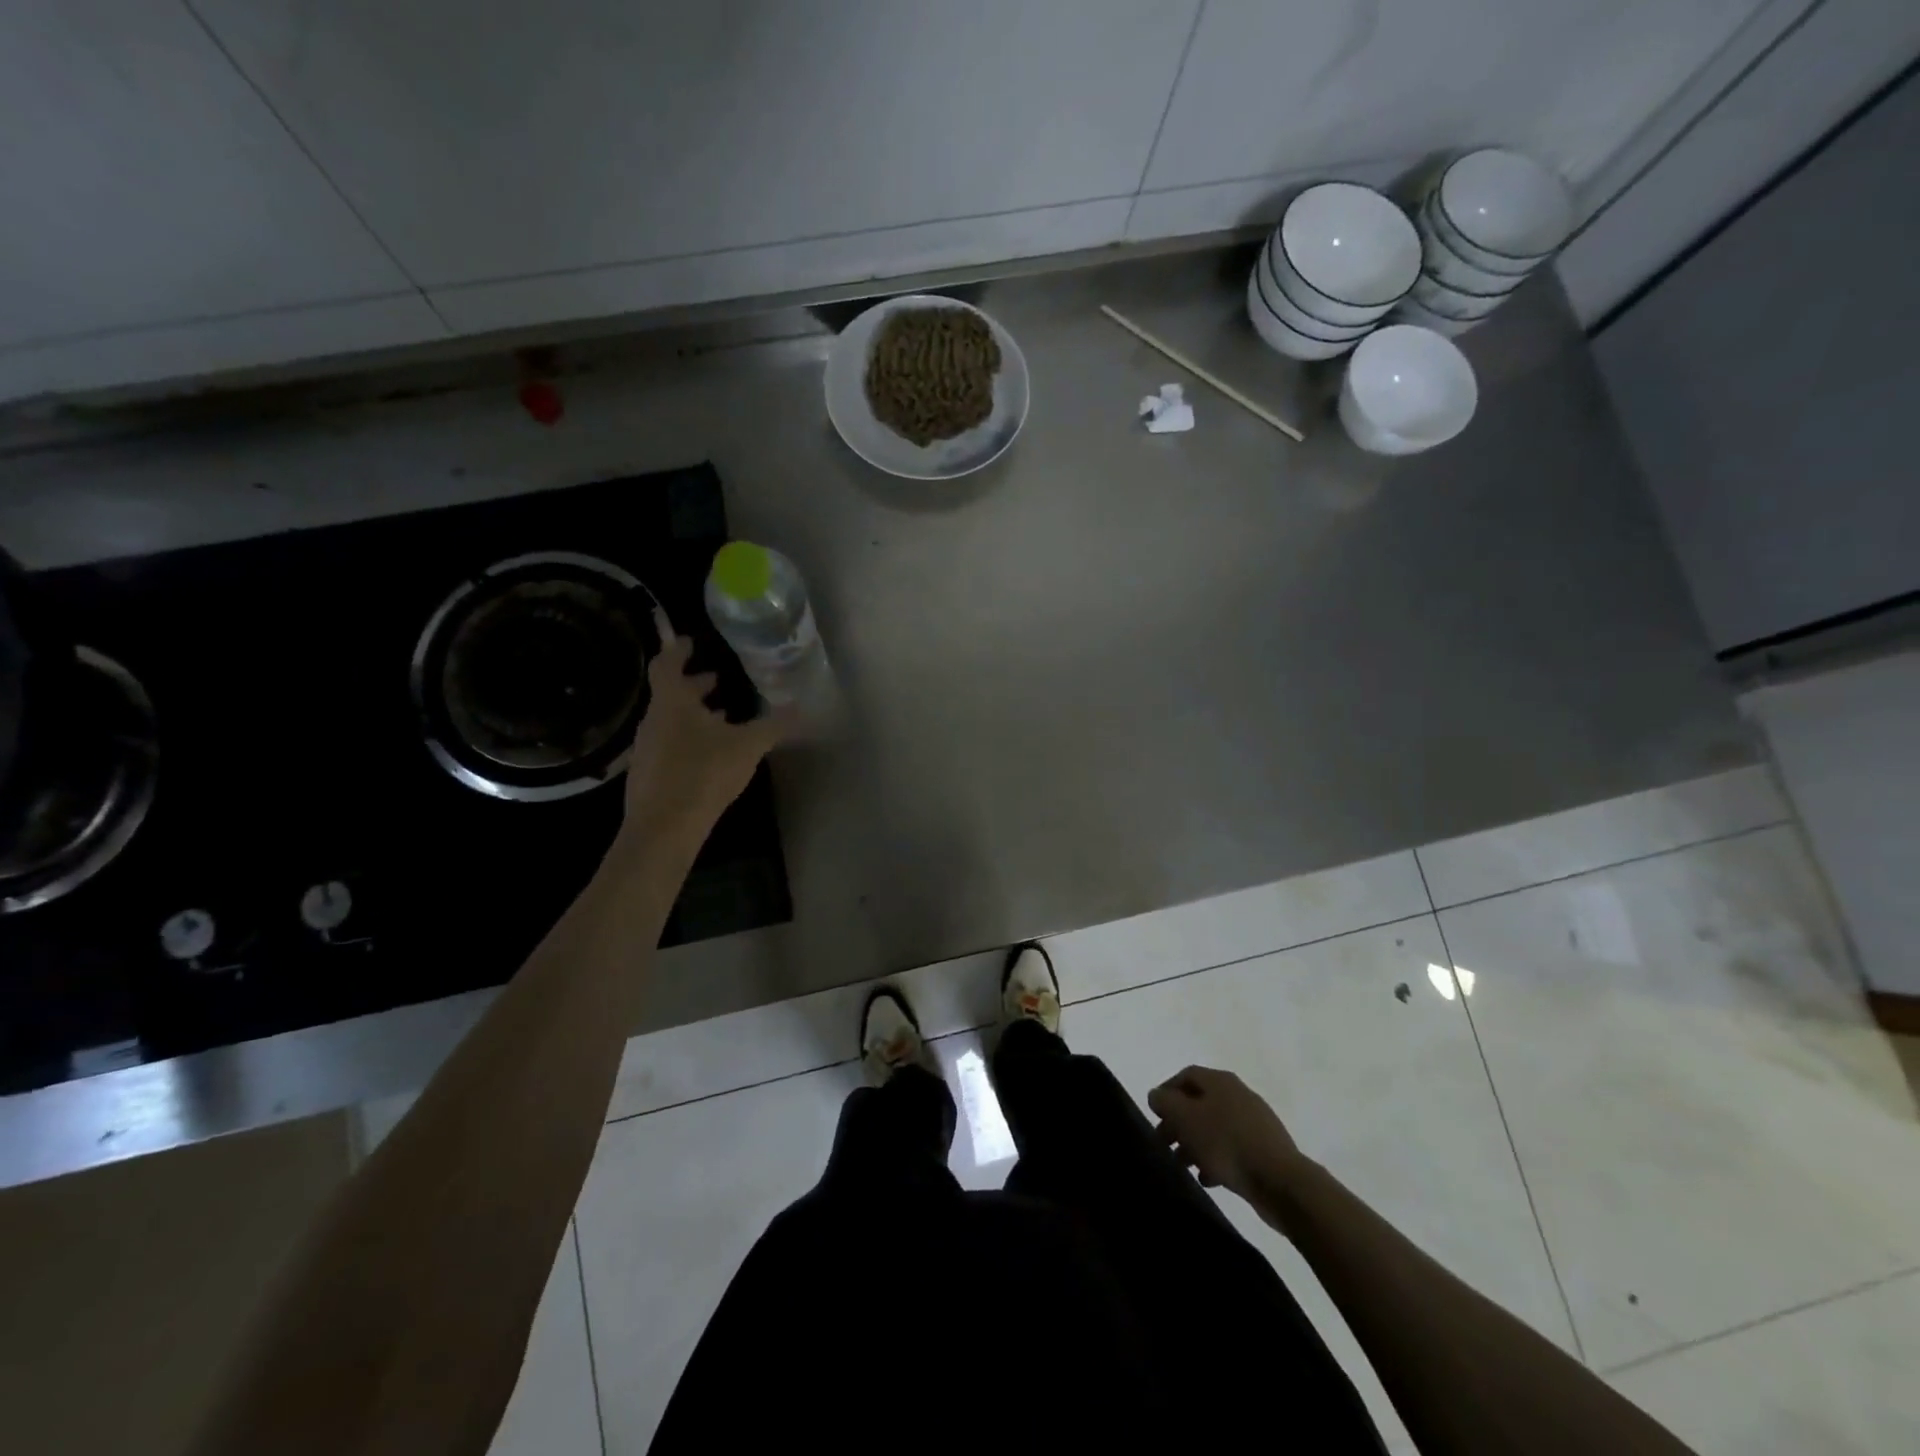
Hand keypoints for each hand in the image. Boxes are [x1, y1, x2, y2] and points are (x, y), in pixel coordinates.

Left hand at [619, 625, 783, 846]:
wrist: (664, 827)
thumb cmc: (704, 773)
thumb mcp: (748, 746)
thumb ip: (773, 725)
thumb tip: (800, 707)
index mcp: (672, 702)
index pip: (667, 664)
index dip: (678, 651)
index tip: (689, 641)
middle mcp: (654, 720)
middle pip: (669, 693)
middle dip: (692, 684)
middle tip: (715, 679)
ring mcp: (647, 748)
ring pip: (669, 720)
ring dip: (692, 713)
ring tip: (720, 716)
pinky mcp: (648, 774)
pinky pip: (668, 744)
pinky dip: (687, 737)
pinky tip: (708, 754)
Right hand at [1149, 1065, 1306, 1203]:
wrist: (1281, 1182)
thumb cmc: (1226, 1143)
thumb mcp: (1185, 1119)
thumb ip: (1165, 1102)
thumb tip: (1157, 1095)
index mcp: (1220, 1080)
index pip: (1185, 1076)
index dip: (1166, 1092)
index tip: (1155, 1115)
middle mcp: (1238, 1094)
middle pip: (1200, 1102)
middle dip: (1179, 1122)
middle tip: (1165, 1143)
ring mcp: (1255, 1122)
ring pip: (1215, 1127)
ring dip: (1195, 1143)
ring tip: (1184, 1165)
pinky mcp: (1265, 1149)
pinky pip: (1233, 1147)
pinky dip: (1216, 1158)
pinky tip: (1208, 1178)